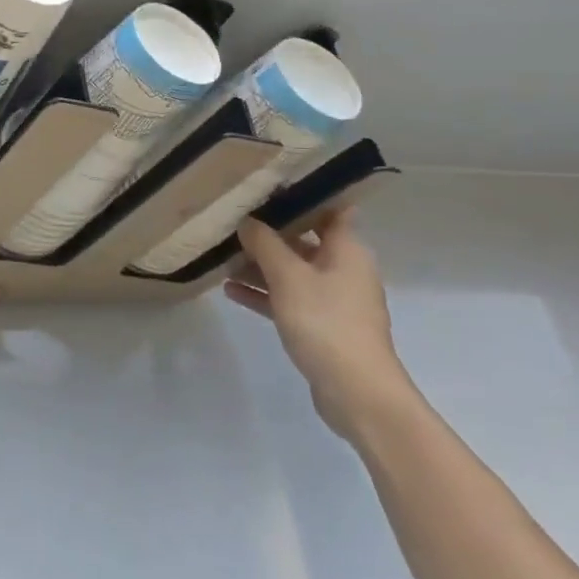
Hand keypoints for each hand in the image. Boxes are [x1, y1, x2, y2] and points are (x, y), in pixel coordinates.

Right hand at [227, 212, 418, 441]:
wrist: (356, 391)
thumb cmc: (325, 322)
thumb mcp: (288, 275)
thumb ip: (265, 243)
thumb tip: (248, 221)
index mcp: (347, 250)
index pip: (329, 209)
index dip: (302, 196)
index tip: (268, 186)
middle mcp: (343, 270)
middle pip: (304, 240)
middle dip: (269, 232)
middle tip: (232, 220)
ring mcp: (333, 300)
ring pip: (292, 272)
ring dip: (261, 265)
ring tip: (222, 255)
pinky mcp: (321, 326)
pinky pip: (288, 299)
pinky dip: (264, 294)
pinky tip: (230, 290)